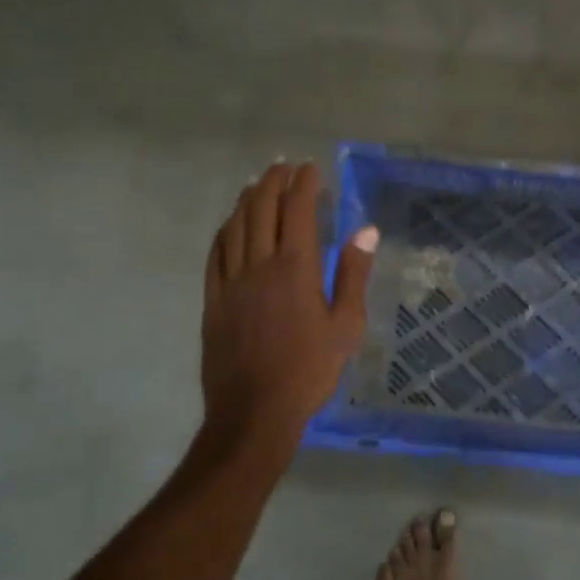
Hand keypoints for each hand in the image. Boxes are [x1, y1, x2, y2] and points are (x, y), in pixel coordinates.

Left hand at [200, 161, 377, 457]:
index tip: (311, 168)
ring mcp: (230, 281)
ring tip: (256, 183)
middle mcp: (259, 264)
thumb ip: (353, 274)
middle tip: (282, 166)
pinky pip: (215, 254)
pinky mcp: (213, 300)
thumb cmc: (309, 370)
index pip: (297, 209)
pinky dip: (224, 231)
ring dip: (246, 199)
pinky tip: (229, 225)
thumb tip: (367, 230)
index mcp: (295, 267)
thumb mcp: (345, 326)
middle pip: (260, 208)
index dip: (304, 183)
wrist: (253, 413)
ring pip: (235, 226)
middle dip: (272, 181)